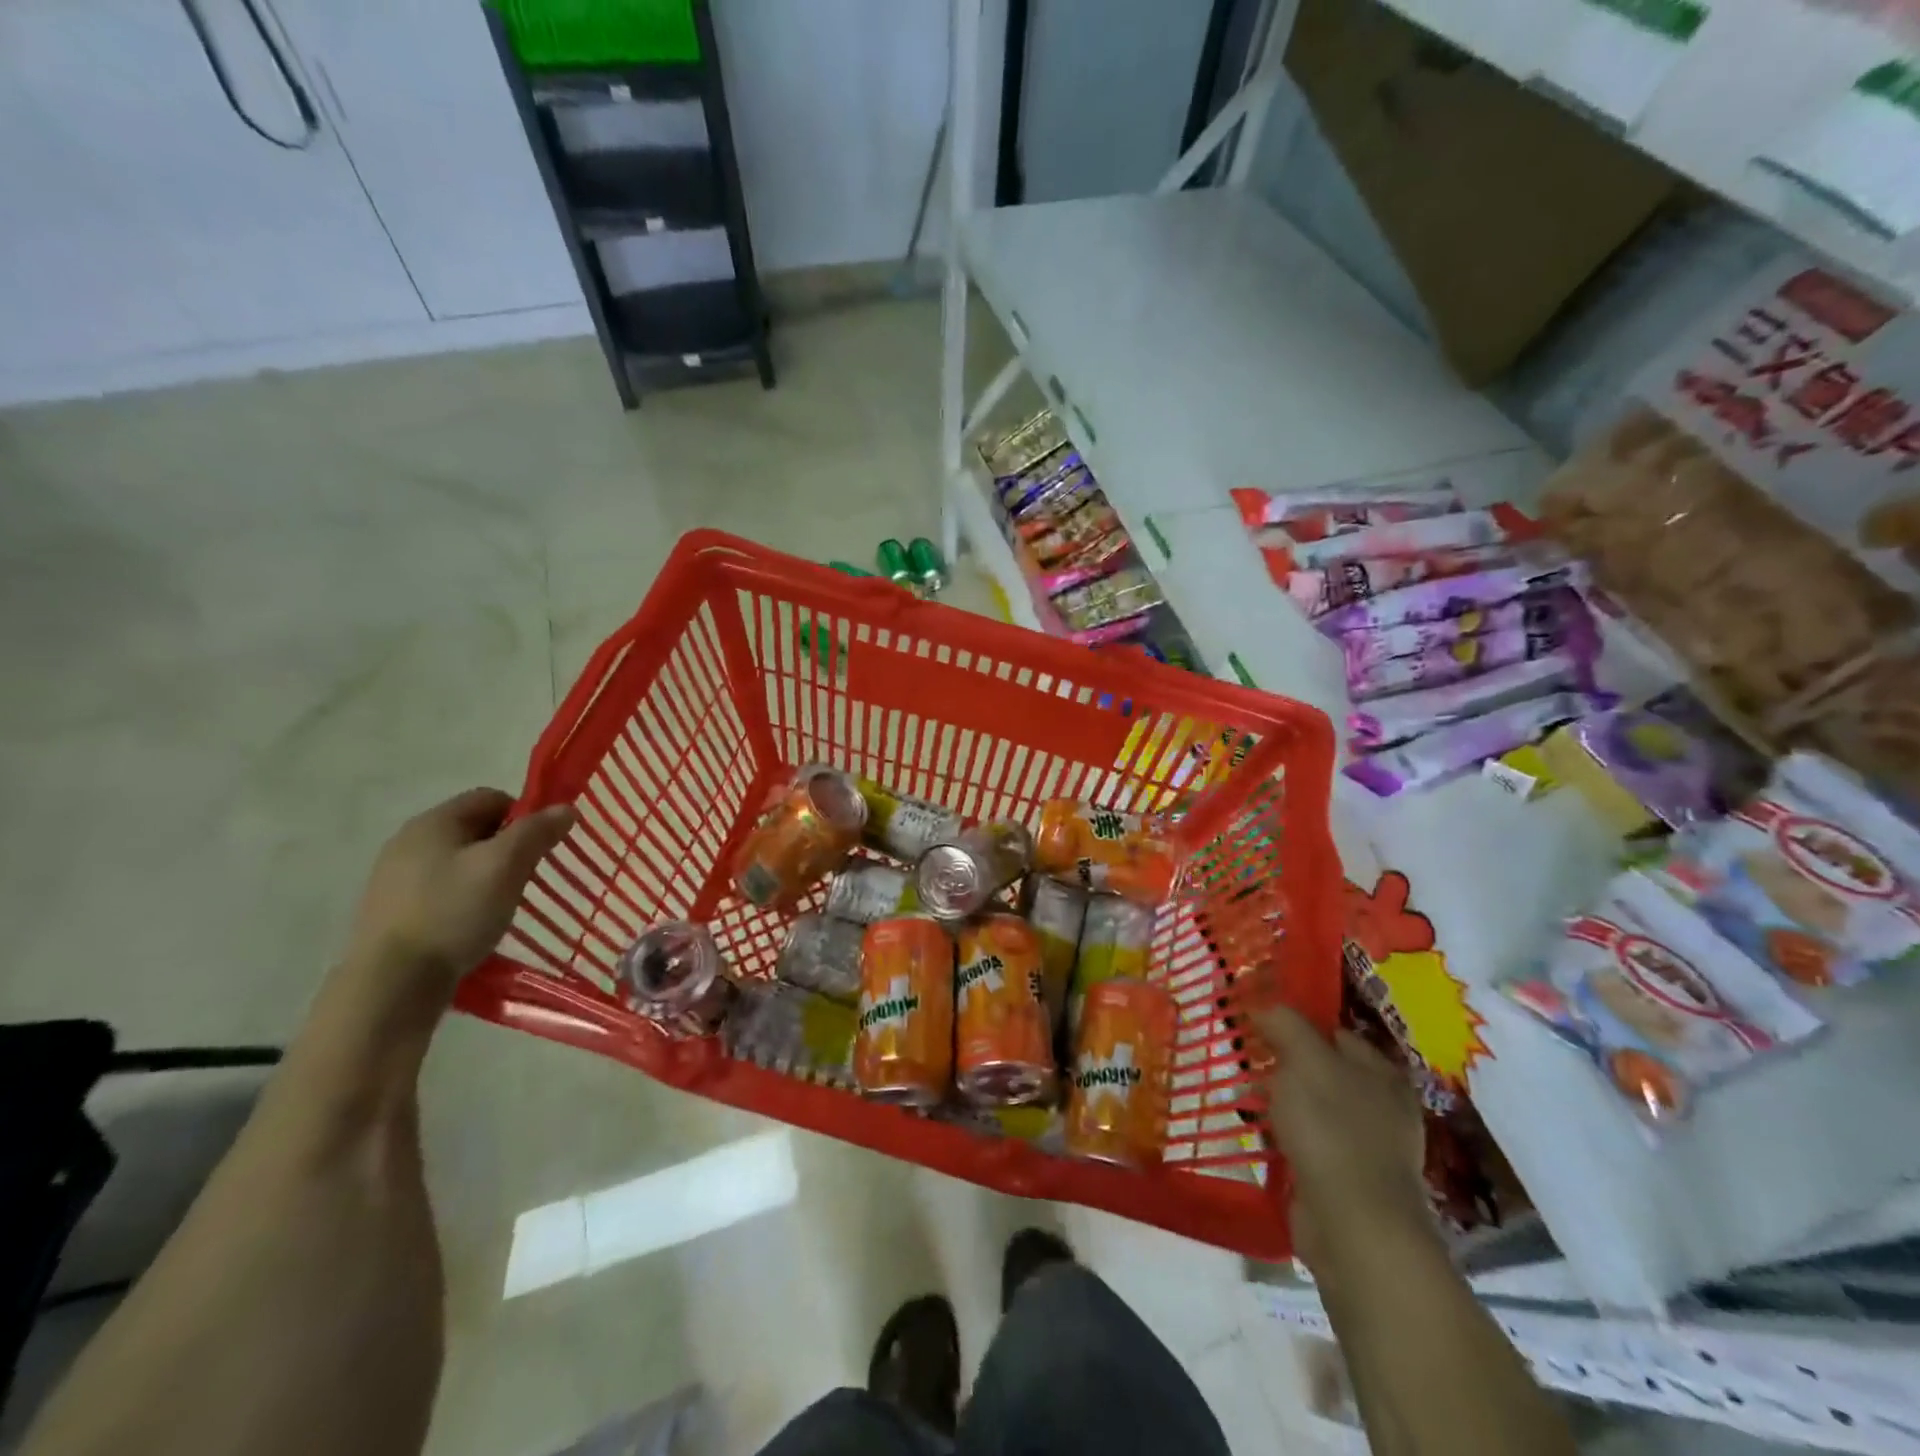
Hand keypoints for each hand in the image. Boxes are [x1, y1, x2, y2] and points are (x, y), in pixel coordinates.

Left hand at [343, 788, 574, 995]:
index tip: (542, 847)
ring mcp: (395, 878)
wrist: (391, 983)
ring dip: (487, 875)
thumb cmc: (454, 912)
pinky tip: (473, 924)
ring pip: (459, 861)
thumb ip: (537, 832)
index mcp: (433, 822)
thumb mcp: (505, 866)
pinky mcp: (393, 911)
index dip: (524, 815)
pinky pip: (442, 890)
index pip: (491, 798)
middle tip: (527, 877)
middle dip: (508, 848)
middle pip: (475, 829)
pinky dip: (465, 899)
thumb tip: (566, 808)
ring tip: (502, 904)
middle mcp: (408, 841)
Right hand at [1251, 1004, 1430, 1276]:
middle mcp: (1380, 1105)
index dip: (1295, 1022)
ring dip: (1279, 1100)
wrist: (1353, 1226)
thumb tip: (1264, 1006)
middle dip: (1282, 1063)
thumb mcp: (1304, 1060)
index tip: (1256, 1022)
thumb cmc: (1332, 1129)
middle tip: (1245, 1057)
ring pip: (1311, 1106)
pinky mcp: (1344, 1180)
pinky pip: (1307, 1142)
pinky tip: (1258, 1133)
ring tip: (1243, 1095)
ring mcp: (1364, 1146)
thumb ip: (1285, 1025)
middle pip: (1321, 1068)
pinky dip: (1283, 1136)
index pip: (1333, 1031)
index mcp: (1381, 1072)